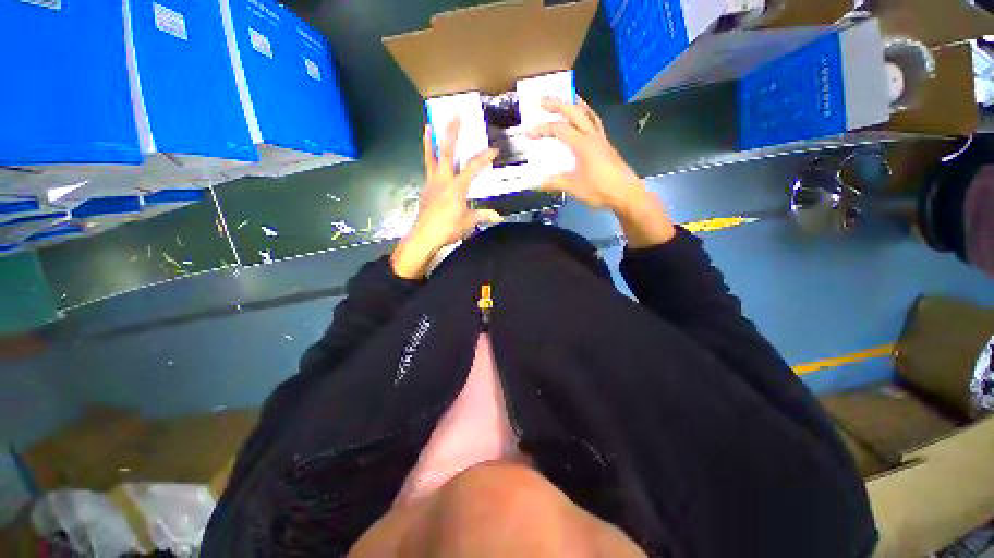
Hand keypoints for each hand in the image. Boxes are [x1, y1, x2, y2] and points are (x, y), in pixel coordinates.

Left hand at [391, 119, 502, 278]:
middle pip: (447, 151)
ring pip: (431, 157)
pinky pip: (428, 168)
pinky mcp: (426, 188)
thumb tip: (497, 216)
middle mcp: (443, 179)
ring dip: (430, 140)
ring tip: (428, 125)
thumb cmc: (447, 229)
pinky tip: (431, 154)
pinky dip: (429, 158)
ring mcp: (432, 182)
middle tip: (454, 116)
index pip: (474, 167)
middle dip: (452, 133)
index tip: (494, 150)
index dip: (485, 157)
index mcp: (456, 186)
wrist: (422, 237)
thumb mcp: (468, 223)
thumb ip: (482, 216)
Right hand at [528, 97, 675, 247]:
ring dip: (576, 104)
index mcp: (582, 144)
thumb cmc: (601, 189)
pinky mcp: (607, 144)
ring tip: (567, 97)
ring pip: (589, 114)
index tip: (529, 134)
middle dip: (557, 104)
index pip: (559, 129)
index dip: (542, 129)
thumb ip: (555, 182)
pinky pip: (596, 122)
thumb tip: (535, 183)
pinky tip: (583, 116)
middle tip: (542, 101)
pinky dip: (587, 114)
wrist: (628, 194)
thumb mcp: (575, 188)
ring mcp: (601, 139)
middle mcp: (592, 136)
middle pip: (574, 112)